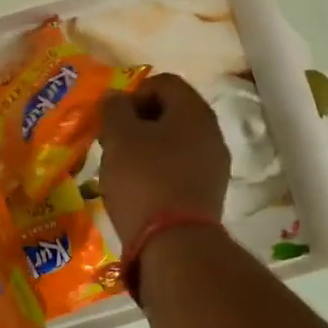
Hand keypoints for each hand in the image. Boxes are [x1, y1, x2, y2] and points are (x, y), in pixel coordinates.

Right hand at [97, 74, 229, 242]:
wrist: (175, 244)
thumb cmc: (144, 180)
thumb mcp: (119, 137)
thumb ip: (114, 109)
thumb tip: (116, 98)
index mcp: (194, 111)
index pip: (163, 83)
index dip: (133, 94)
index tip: (113, 120)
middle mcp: (211, 133)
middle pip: (171, 113)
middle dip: (138, 123)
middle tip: (113, 143)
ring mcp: (214, 165)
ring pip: (175, 143)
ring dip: (147, 149)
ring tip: (122, 170)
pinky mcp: (208, 194)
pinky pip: (180, 170)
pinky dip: (159, 172)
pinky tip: (140, 191)